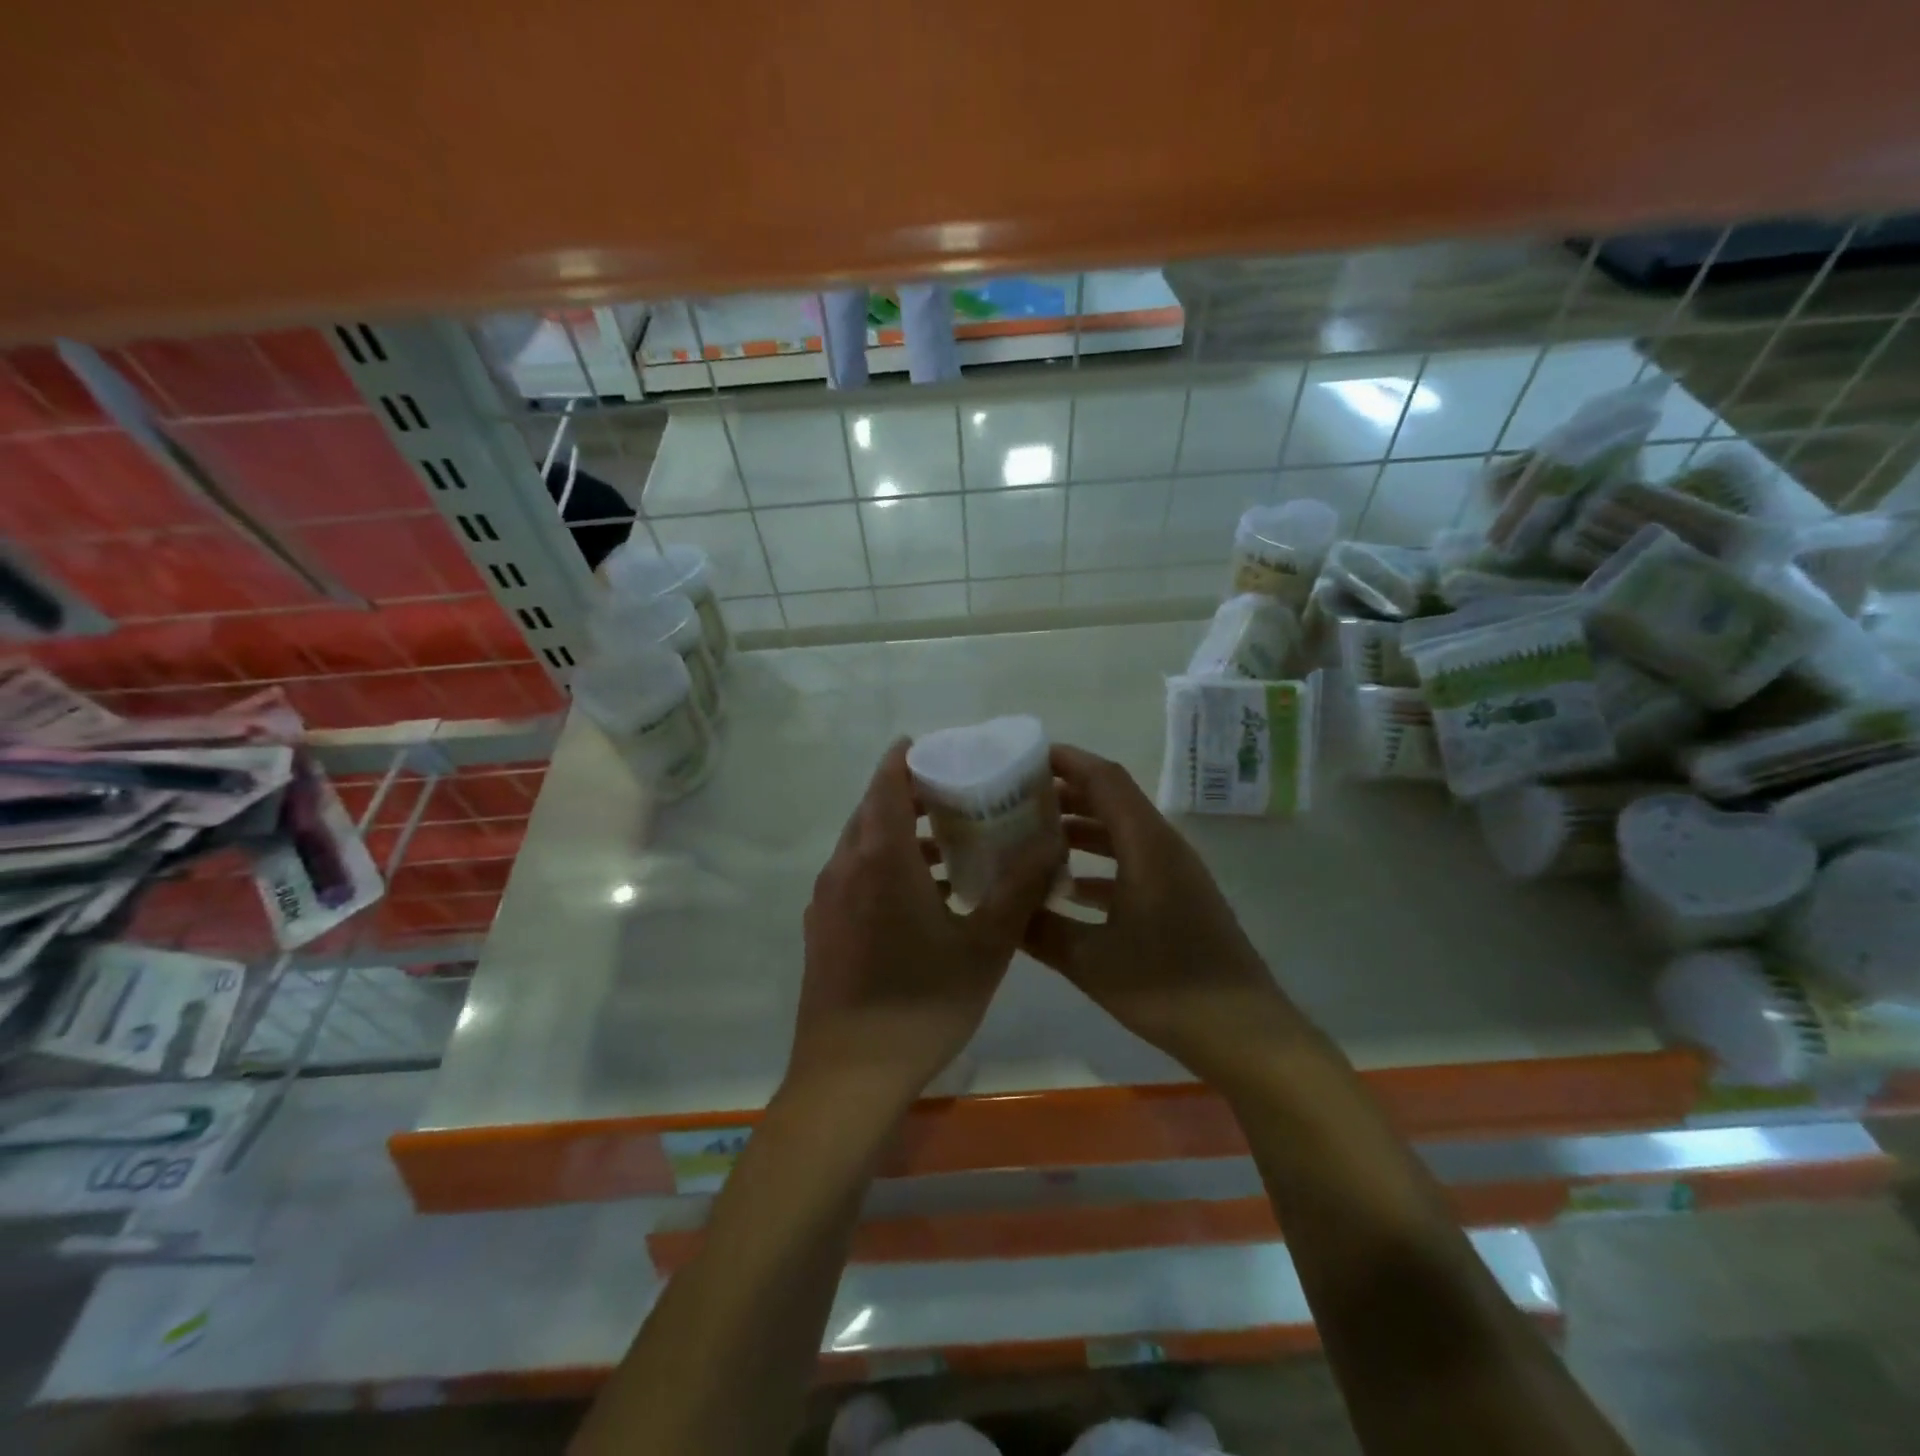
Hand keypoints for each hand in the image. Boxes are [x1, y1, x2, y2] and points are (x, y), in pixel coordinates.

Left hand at [790, 739, 1058, 1107]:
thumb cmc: (922, 1003)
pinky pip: (852, 875)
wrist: (849, 1075)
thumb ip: (1019, 887)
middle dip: (909, 794)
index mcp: (881, 858)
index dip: (907, 759)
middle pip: (872, 810)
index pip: (887, 784)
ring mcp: (826, 899)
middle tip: (955, 794)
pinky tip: (919, 895)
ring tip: (947, 845)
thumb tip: (1050, 840)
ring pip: (860, 844)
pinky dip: (882, 864)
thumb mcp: (985, 945)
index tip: (936, 749)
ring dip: (898, 833)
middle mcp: (844, 867)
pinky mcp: (821, 927)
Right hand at [1024, 745, 1304, 1078]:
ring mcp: (1175, 874)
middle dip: (1065, 793)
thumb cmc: (1167, 987)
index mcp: (1146, 845)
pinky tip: (1067, 889)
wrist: (1244, 1033)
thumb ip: (1040, 929)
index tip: (1024, 757)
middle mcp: (1163, 847)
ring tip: (1032, 836)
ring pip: (1121, 833)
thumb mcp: (1090, 961)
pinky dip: (1098, 864)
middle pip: (1112, 800)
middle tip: (1016, 798)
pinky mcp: (1179, 899)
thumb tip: (1000, 907)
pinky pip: (1132, 863)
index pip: (1105, 778)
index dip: (1066, 761)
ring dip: (1080, 828)